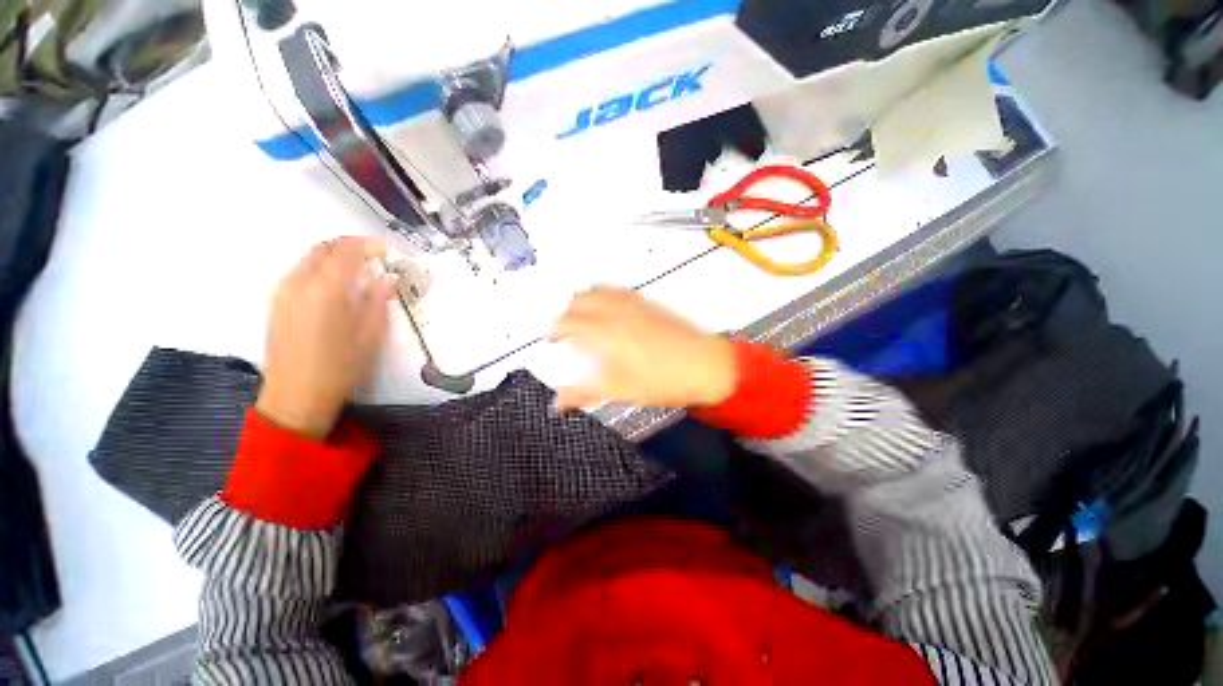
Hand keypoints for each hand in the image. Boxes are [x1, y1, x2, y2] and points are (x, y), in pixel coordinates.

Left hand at [256, 237, 396, 439]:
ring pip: (310, 258)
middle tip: (375, 258)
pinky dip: (321, 268)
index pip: (348, 250)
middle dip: (352, 247)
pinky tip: (336, 286)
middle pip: (325, 248)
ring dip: (336, 257)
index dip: (370, 245)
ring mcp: (283, 292)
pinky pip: (300, 271)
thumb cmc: (340, 368)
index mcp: (326, 290)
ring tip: (359, 271)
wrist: (296, 395)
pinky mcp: (276, 302)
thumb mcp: (370, 335)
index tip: (388, 251)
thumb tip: (389, 278)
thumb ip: (379, 301)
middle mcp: (299, 283)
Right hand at [550, 288, 737, 410]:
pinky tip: (609, 307)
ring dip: (584, 301)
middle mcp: (615, 311)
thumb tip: (556, 404)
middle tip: (566, 330)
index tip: (552, 340)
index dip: (555, 329)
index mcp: (605, 332)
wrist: (706, 366)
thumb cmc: (661, 381)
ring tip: (583, 317)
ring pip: (598, 290)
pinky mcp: (648, 302)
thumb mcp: (620, 391)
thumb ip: (584, 393)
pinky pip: (617, 290)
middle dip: (566, 313)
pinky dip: (604, 294)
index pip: (568, 322)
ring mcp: (633, 303)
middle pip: (579, 300)